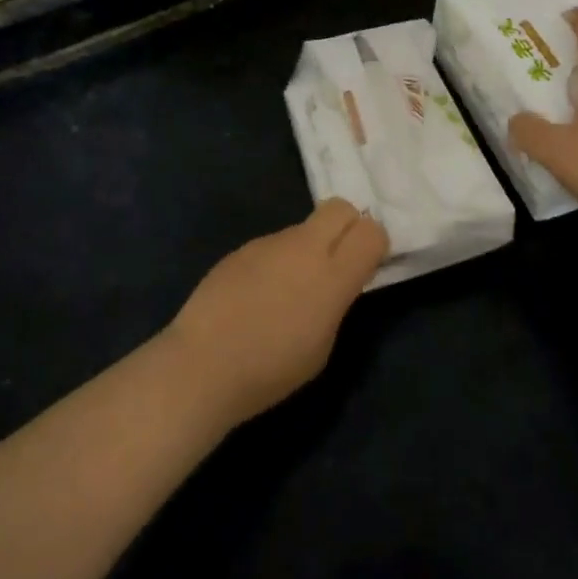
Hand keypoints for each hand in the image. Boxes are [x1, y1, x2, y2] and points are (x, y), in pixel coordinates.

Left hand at [167, 199, 388, 423]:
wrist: (203, 364)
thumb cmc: (271, 370)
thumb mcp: (323, 345)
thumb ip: (336, 301)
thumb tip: (336, 281)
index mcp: (332, 275)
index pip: (371, 231)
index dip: (374, 245)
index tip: (366, 268)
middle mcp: (303, 247)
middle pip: (340, 208)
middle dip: (347, 226)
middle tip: (337, 263)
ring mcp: (269, 243)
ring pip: (303, 228)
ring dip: (308, 249)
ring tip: (287, 293)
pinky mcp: (241, 249)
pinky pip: (273, 245)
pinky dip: (276, 262)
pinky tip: (257, 296)